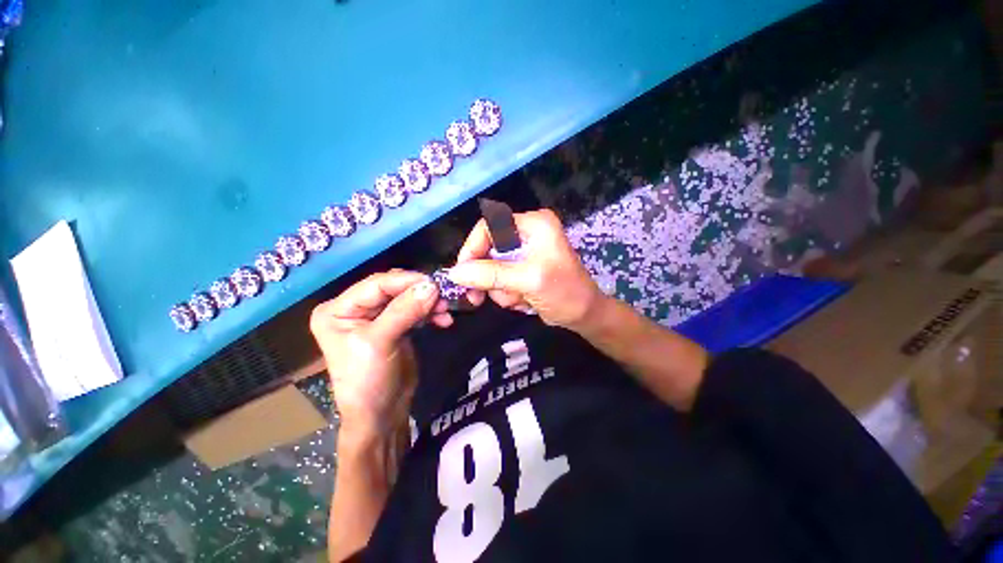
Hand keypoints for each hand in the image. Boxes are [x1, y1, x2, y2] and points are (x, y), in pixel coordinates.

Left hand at [309, 270, 440, 437]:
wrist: (382, 415)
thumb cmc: (368, 382)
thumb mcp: (380, 343)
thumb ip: (405, 311)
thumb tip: (432, 285)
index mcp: (339, 310)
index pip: (375, 284)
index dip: (405, 281)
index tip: (434, 282)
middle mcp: (356, 309)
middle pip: (393, 289)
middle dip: (419, 291)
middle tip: (443, 296)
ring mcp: (377, 317)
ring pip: (407, 298)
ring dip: (428, 302)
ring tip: (446, 310)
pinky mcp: (396, 325)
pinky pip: (416, 310)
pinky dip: (430, 313)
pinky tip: (443, 320)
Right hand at [448, 209, 605, 329]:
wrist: (584, 315)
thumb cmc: (565, 293)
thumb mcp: (528, 280)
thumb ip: (491, 274)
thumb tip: (454, 273)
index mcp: (533, 224)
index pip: (490, 227)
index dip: (472, 248)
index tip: (461, 273)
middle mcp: (527, 233)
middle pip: (488, 250)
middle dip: (489, 277)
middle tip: (478, 298)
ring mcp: (524, 252)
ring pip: (491, 269)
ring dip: (500, 289)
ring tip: (520, 298)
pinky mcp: (522, 268)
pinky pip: (500, 280)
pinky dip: (507, 294)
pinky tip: (524, 300)